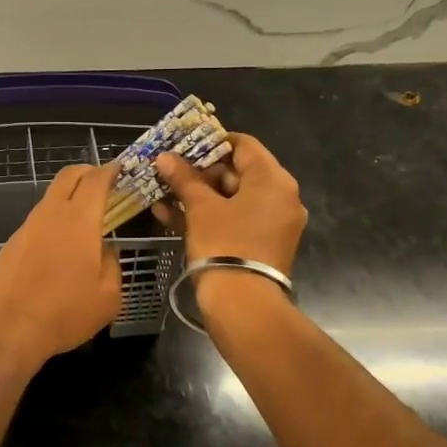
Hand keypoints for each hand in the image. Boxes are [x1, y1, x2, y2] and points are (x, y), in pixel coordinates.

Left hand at [0, 163, 122, 373]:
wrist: (3, 329)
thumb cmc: (63, 313)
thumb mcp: (108, 297)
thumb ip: (112, 265)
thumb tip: (105, 251)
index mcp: (79, 219)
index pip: (96, 180)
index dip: (111, 171)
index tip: (121, 170)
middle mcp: (50, 214)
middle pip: (67, 177)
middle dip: (88, 173)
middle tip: (104, 184)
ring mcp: (26, 228)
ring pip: (50, 200)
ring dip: (69, 201)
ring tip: (85, 223)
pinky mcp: (10, 245)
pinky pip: (37, 224)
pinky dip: (53, 224)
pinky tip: (59, 251)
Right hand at [154, 134, 305, 274]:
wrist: (243, 303)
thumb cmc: (224, 244)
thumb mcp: (200, 208)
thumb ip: (184, 178)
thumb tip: (165, 157)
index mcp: (273, 180)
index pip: (244, 145)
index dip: (212, 143)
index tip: (184, 147)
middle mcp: (282, 197)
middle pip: (239, 172)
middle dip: (201, 173)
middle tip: (170, 174)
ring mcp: (275, 223)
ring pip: (233, 199)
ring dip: (200, 195)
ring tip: (164, 194)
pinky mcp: (264, 244)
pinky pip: (236, 219)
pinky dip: (210, 215)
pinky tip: (172, 215)